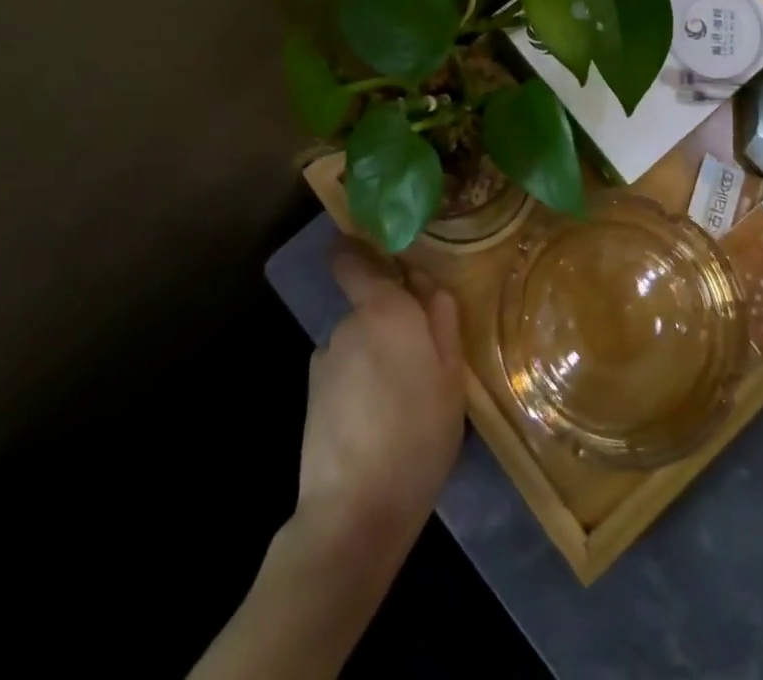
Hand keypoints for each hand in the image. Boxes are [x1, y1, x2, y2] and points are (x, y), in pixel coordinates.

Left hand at [296, 241, 464, 568]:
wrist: (354, 511)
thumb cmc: (418, 435)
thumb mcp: (451, 375)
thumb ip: (441, 318)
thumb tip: (426, 282)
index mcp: (384, 309)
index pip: (352, 259)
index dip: (358, 251)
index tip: (383, 260)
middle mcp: (348, 323)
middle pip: (369, 305)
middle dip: (392, 323)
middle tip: (421, 364)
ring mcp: (324, 359)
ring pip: (358, 342)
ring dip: (376, 358)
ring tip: (400, 403)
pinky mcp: (311, 394)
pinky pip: (343, 372)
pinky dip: (358, 385)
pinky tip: (374, 423)